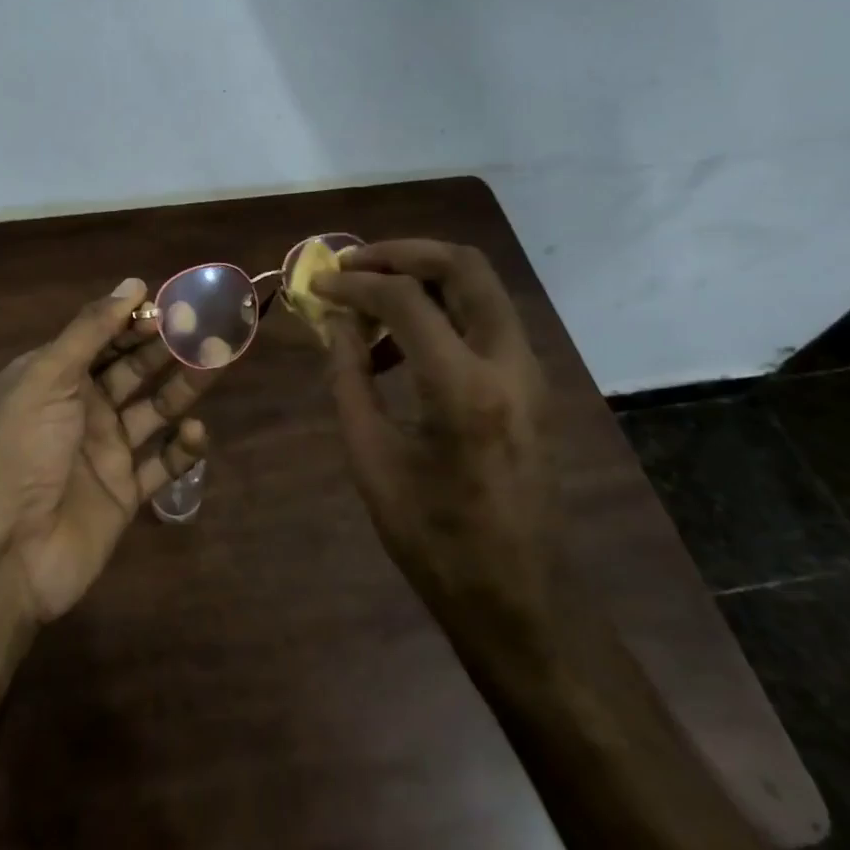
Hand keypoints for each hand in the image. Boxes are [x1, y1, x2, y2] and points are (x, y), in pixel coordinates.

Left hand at [0, 279, 214, 623]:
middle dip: (167, 349)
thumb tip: (134, 283)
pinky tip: (195, 433)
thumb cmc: (23, 449)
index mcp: (55, 377)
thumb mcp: (48, 376)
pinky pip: (162, 463)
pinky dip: (182, 448)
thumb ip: (91, 329)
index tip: (174, 306)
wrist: (8, 550)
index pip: (103, 338)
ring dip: (184, 388)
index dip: (136, 321)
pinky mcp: (125, 491)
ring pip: (155, 410)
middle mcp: (82, 408)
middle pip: (134, 369)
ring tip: (217, 364)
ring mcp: (105, 451)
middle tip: (208, 329)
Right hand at [313, 240, 556, 638]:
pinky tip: (399, 349)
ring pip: (480, 286)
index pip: (405, 299)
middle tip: (353, 264)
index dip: (355, 284)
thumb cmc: (434, 539)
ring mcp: (529, 370)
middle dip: (401, 252)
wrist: (519, 597)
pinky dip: (441, 310)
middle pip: (463, 265)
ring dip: (423, 276)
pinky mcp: (531, 383)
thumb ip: (349, 378)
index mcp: (464, 388)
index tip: (318, 285)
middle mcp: (508, 362)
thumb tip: (336, 322)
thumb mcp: (372, 458)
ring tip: (369, 300)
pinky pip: (484, 320)